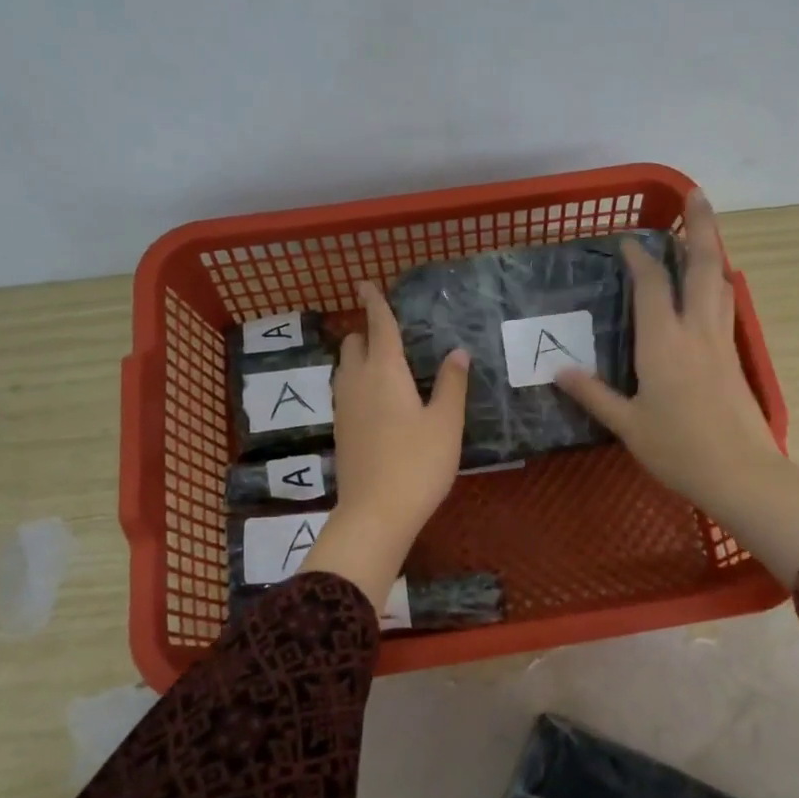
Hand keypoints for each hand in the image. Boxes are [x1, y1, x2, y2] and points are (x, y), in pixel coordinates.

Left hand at [303, 281, 469, 610]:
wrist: (375, 513)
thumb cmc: (418, 464)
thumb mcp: (446, 423)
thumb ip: (452, 384)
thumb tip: (458, 352)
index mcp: (385, 371)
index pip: (378, 325)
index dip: (374, 302)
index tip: (365, 284)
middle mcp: (357, 382)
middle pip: (353, 343)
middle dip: (366, 331)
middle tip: (390, 336)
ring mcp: (343, 407)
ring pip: (345, 368)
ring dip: (360, 357)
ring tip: (386, 366)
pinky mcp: (340, 430)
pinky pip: (345, 391)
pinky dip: (358, 382)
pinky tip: (379, 401)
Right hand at [554, 191, 798, 584]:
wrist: (740, 473)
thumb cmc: (678, 449)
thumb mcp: (628, 425)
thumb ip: (593, 394)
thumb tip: (558, 370)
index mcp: (662, 343)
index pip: (650, 286)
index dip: (639, 259)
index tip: (627, 240)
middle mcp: (695, 331)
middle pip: (701, 265)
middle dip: (699, 225)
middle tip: (694, 194)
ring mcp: (720, 341)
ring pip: (719, 281)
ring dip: (712, 249)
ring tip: (704, 229)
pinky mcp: (733, 356)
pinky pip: (725, 305)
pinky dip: (717, 282)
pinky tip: (713, 284)